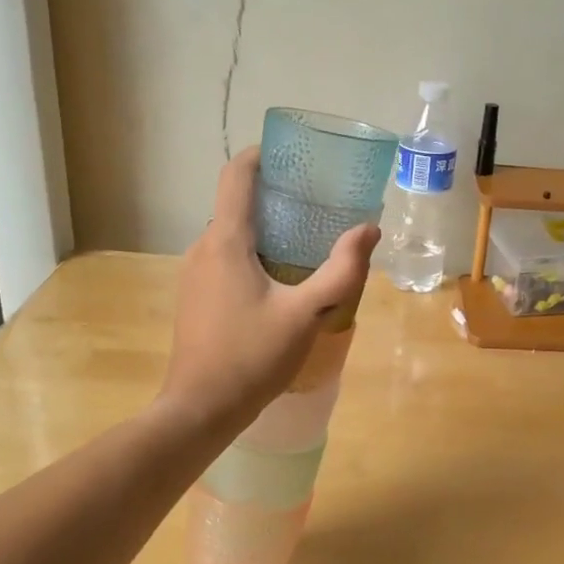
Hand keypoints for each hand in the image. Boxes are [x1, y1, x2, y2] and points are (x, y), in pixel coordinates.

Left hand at [159, 147, 379, 432]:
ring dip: (267, 227)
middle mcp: (203, 247)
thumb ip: (341, 271)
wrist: (200, 409)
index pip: (236, 175)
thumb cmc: (252, 357)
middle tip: (319, 201)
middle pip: (237, 203)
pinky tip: (282, 277)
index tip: (295, 154)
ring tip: (308, 237)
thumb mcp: (306, 314)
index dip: (263, 155)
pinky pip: (226, 257)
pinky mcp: (196, 296)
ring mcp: (194, 273)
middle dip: (276, 195)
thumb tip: (369, 230)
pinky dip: (254, 251)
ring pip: (232, 233)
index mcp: (226, 241)